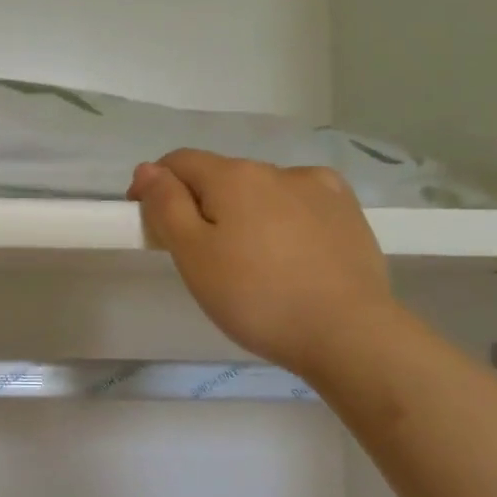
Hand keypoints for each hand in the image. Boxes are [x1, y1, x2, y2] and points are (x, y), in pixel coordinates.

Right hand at [128, 150, 395, 379]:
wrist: (348, 333)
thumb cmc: (257, 298)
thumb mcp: (194, 255)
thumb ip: (166, 206)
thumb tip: (147, 169)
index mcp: (234, 176)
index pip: (179, 162)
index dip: (155, 186)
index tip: (150, 223)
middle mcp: (276, 169)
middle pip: (222, 177)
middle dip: (203, 205)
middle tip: (201, 257)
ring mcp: (319, 187)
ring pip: (263, 191)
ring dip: (246, 212)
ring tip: (253, 262)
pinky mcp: (348, 212)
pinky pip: (301, 204)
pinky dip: (285, 218)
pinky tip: (292, 252)